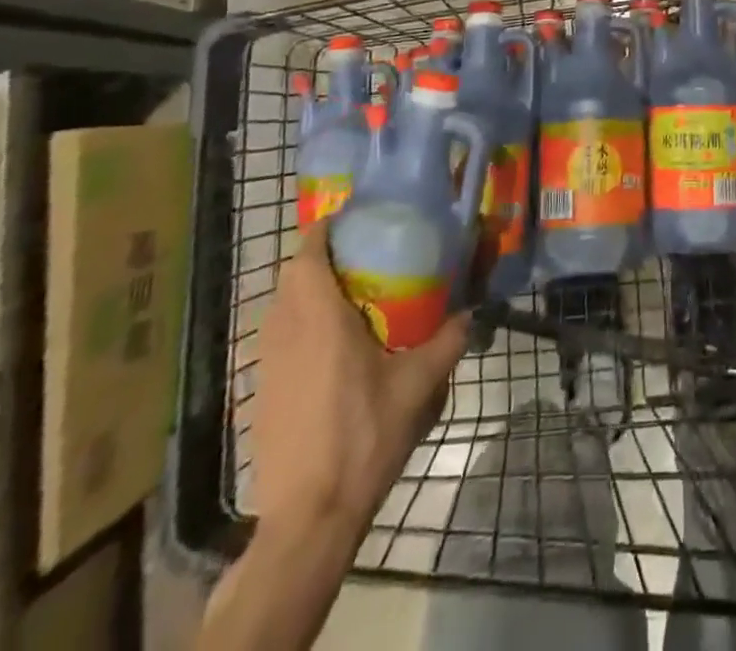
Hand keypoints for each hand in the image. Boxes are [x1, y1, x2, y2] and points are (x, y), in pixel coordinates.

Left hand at [248, 220, 469, 535]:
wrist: (309, 517)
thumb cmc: (363, 436)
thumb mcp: (419, 385)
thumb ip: (449, 340)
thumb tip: (473, 311)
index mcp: (319, 320)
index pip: (307, 256)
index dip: (324, 229)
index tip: (353, 218)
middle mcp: (285, 333)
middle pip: (292, 277)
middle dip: (322, 258)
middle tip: (365, 254)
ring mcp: (268, 365)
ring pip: (282, 308)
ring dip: (310, 291)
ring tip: (353, 294)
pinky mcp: (262, 393)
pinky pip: (279, 338)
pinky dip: (302, 324)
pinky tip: (335, 346)